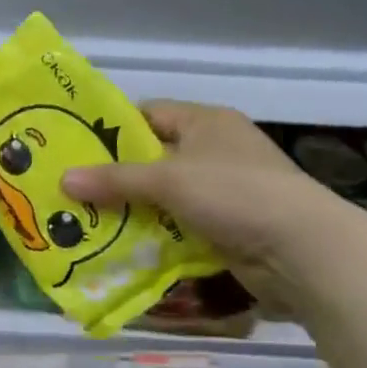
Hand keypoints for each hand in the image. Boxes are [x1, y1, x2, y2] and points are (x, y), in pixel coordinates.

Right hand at [59, 101, 349, 273]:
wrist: (304, 252)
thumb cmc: (234, 194)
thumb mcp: (168, 180)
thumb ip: (114, 180)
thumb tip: (63, 181)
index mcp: (206, 122)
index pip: (147, 115)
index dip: (110, 130)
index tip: (72, 149)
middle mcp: (215, 151)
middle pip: (152, 159)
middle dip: (114, 177)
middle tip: (71, 190)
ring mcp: (223, 191)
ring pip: (162, 197)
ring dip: (131, 211)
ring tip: (85, 221)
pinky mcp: (227, 227)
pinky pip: (177, 226)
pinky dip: (153, 235)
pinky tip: (120, 247)